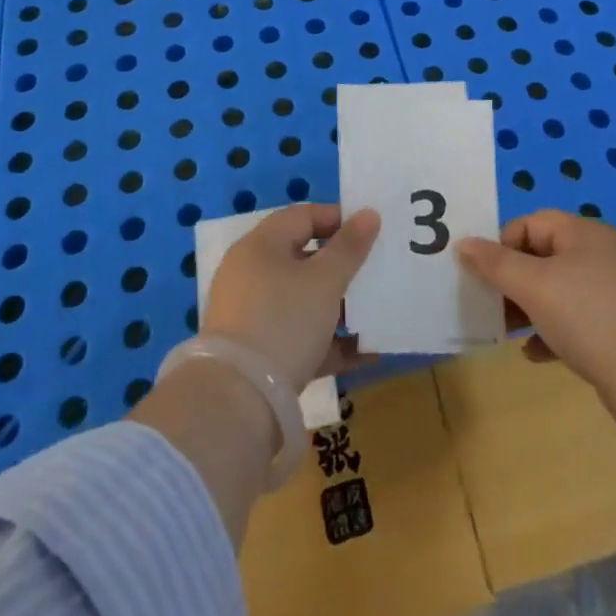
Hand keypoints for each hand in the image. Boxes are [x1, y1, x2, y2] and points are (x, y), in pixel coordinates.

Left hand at [201, 204, 380, 386]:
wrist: (238, 402)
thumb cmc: (284, 321)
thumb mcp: (325, 281)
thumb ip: (350, 247)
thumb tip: (369, 213)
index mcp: (261, 246)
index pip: (304, 216)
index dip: (339, 218)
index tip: (372, 232)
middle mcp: (252, 274)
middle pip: (304, 259)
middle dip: (343, 266)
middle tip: (377, 270)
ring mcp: (252, 316)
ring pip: (304, 300)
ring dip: (340, 306)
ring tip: (376, 313)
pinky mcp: (259, 354)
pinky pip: (300, 337)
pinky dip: (329, 341)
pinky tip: (365, 353)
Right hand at [458, 211, 615, 419]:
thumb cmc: (590, 317)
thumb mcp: (534, 286)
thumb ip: (495, 264)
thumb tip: (463, 244)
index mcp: (583, 233)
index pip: (531, 223)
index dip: (502, 245)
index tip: (484, 275)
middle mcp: (600, 255)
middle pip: (543, 256)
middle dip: (512, 280)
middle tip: (489, 306)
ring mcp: (613, 293)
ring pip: (558, 291)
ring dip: (529, 309)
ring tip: (506, 332)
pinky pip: (575, 321)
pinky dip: (552, 332)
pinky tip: (536, 354)